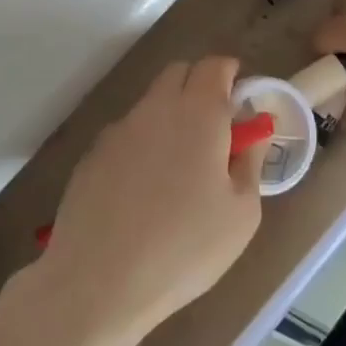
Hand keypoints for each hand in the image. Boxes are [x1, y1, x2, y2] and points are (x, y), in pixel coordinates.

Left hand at [37, 55, 259, 345]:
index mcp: (198, 113)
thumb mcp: (241, 214)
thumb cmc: (185, 248)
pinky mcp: (92, 154)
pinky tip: (143, 190)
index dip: (231, 74)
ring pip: (151, 103)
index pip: (215, 65)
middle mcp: (155, 108)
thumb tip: (253, 132)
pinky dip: (143, 144)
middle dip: (200, 86)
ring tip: (179, 168)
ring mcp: (118, 129)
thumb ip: (250, 161)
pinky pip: (127, 134)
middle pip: (179, 73)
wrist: (99, 280)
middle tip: (216, 128)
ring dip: (170, 115)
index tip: (241, 99)